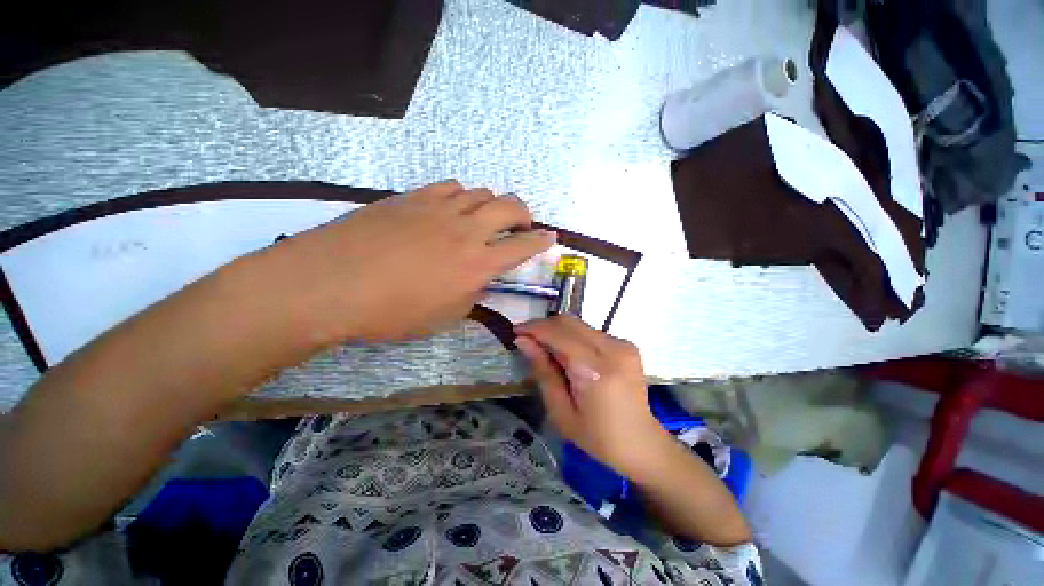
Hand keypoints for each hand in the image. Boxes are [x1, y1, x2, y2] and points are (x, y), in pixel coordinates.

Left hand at [250, 180, 555, 343]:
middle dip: (523, 214)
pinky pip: (450, 187)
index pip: (523, 246)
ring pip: (481, 192)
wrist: (330, 284)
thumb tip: (478, 280)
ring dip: (491, 205)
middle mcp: (466, 229)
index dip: (541, 241)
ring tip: (483, 219)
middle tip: (521, 225)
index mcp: (478, 263)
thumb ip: (470, 294)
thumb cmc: (391, 312)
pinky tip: (452, 208)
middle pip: (510, 206)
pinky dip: (462, 196)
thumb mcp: (443, 316)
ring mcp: (439, 208)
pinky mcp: (413, 198)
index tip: (550, 237)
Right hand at [514, 315, 670, 477]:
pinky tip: (568, 355)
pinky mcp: (627, 345)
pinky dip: (573, 337)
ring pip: (579, 324)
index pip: (559, 334)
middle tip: (527, 339)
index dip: (534, 328)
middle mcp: (612, 349)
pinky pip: (591, 332)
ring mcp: (623, 344)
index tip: (515, 331)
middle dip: (544, 326)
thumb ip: (542, 372)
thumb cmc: (597, 437)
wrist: (641, 443)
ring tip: (545, 349)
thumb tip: (523, 341)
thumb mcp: (561, 412)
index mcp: (595, 370)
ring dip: (558, 331)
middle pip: (569, 322)